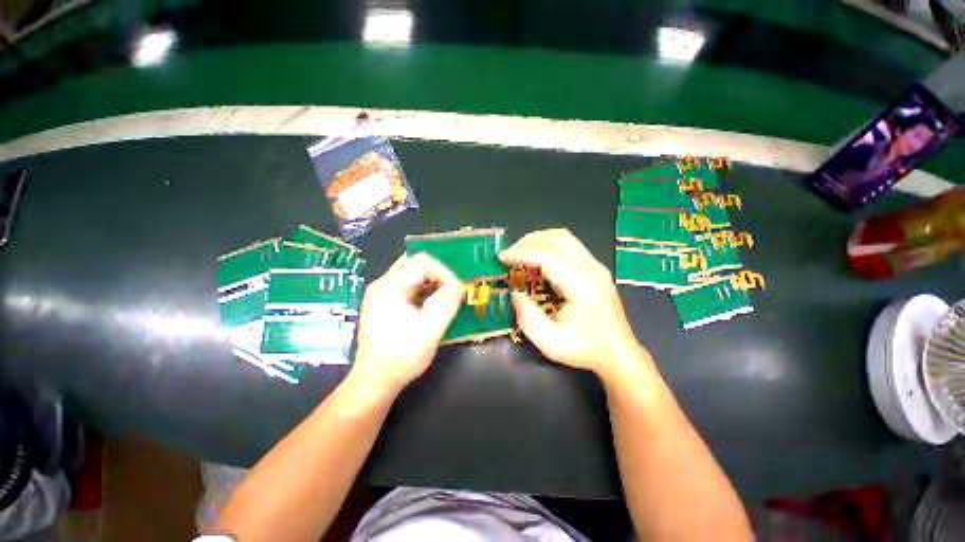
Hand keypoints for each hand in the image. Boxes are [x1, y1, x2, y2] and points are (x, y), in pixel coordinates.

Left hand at [350, 253, 463, 395]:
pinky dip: (418, 295)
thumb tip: (458, 286)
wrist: (375, 379)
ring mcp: (377, 297)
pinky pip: (402, 290)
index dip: (443, 272)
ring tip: (442, 304)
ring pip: (408, 277)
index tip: (455, 293)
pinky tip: (427, 313)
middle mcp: (380, 285)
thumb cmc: (402, 355)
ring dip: (428, 286)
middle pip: (412, 264)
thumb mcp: (430, 329)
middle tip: (452, 294)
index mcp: (389, 286)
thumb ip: (446, 302)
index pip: (421, 261)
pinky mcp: (379, 308)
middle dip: (436, 276)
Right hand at [499, 229, 648, 378]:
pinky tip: (540, 265)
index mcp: (582, 285)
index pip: (548, 255)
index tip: (501, 258)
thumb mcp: (551, 343)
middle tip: (509, 255)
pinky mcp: (597, 270)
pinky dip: (551, 248)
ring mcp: (597, 267)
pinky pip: (572, 248)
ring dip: (541, 242)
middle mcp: (592, 269)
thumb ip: (529, 319)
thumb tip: (515, 294)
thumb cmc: (586, 350)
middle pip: (558, 238)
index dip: (522, 253)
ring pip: (566, 239)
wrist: (618, 352)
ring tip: (521, 256)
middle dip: (529, 242)